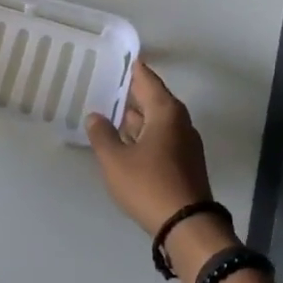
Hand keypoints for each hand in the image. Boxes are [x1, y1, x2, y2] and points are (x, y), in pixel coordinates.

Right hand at [86, 61, 217, 235]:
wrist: (186, 225)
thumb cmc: (149, 185)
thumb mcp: (115, 160)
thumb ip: (102, 135)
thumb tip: (95, 116)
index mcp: (166, 111)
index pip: (147, 79)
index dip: (132, 68)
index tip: (118, 57)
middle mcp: (179, 122)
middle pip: (153, 99)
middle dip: (130, 94)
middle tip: (105, 85)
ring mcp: (185, 143)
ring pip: (156, 121)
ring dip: (135, 117)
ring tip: (108, 112)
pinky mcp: (184, 163)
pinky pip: (160, 138)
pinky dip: (143, 135)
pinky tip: (124, 142)